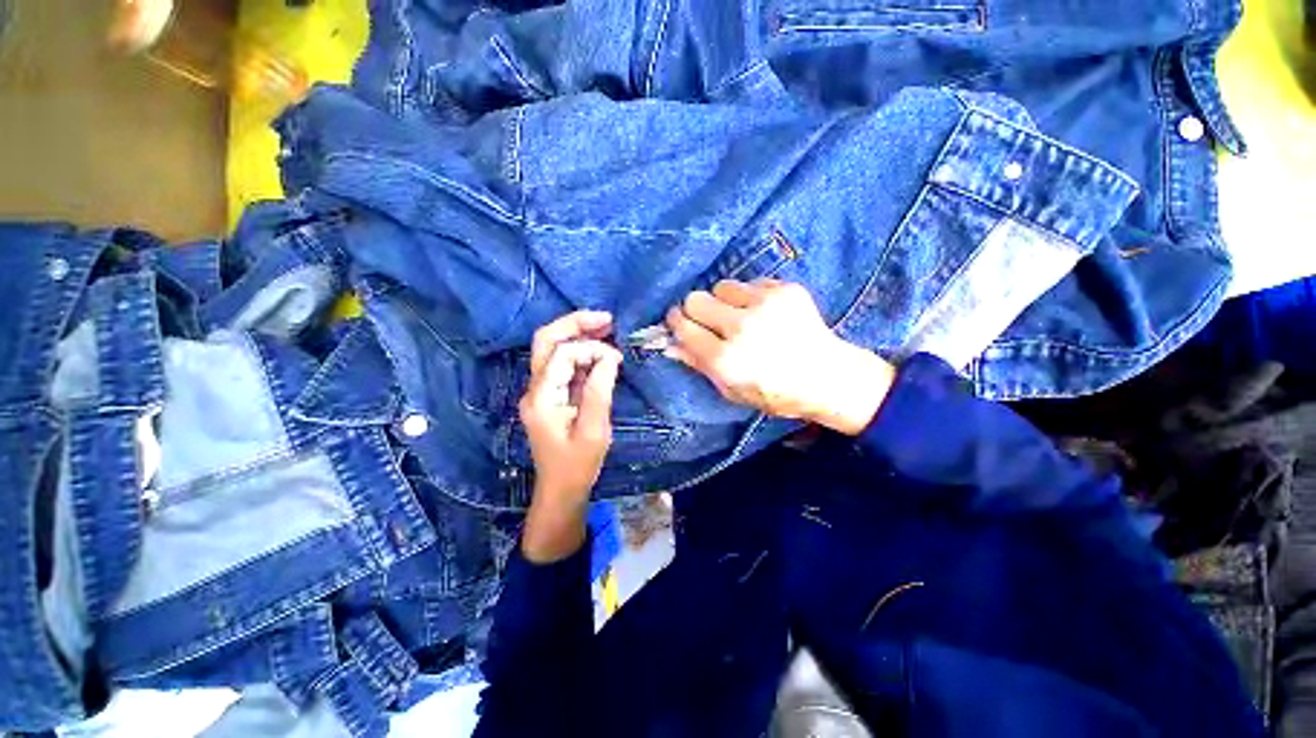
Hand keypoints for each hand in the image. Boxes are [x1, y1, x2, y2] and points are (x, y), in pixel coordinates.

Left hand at [519, 311, 622, 561]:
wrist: (561, 490)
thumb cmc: (578, 465)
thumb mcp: (594, 430)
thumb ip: (600, 391)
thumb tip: (610, 357)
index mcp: (542, 397)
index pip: (563, 355)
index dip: (591, 349)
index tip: (617, 359)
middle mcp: (535, 388)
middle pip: (546, 341)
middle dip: (575, 324)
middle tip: (605, 319)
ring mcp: (541, 391)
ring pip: (552, 349)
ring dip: (577, 335)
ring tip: (605, 327)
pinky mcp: (551, 395)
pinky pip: (563, 365)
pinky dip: (581, 353)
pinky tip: (600, 350)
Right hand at [665, 279, 894, 434]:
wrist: (828, 377)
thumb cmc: (775, 392)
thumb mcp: (731, 390)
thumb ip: (699, 365)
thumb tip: (670, 345)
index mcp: (726, 359)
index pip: (683, 326)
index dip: (677, 323)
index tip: (679, 323)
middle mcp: (742, 327)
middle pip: (695, 298)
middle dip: (695, 309)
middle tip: (708, 320)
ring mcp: (765, 305)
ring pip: (721, 286)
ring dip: (723, 301)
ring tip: (739, 316)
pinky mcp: (785, 290)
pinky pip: (750, 283)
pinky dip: (750, 297)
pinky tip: (764, 314)